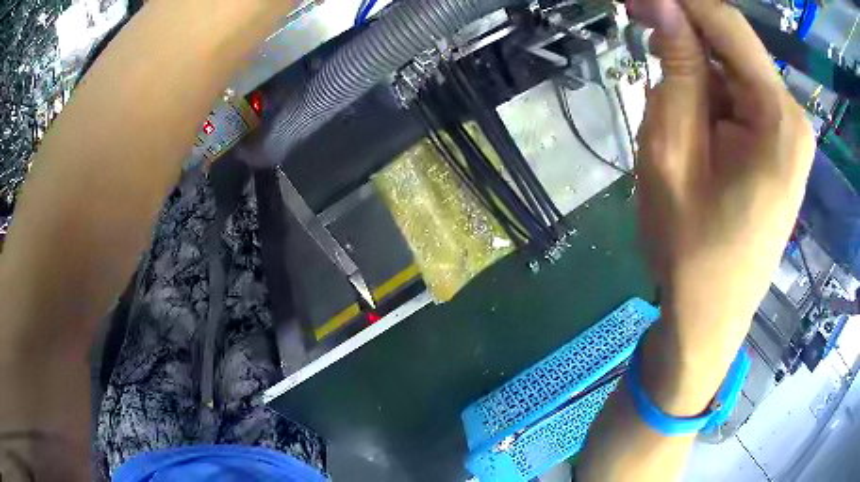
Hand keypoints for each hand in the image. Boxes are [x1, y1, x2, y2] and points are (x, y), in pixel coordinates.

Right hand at [631, 0, 814, 410]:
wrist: (709, 319)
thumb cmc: (689, 249)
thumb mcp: (671, 152)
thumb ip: (675, 70)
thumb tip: (660, 4)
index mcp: (778, 118)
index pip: (727, 23)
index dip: (679, 1)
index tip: (636, 1)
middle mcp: (792, 118)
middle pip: (734, 46)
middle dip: (685, 34)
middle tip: (639, 33)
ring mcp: (789, 135)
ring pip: (735, 71)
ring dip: (696, 69)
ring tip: (668, 102)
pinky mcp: (779, 149)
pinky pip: (741, 98)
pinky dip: (711, 94)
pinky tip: (691, 120)